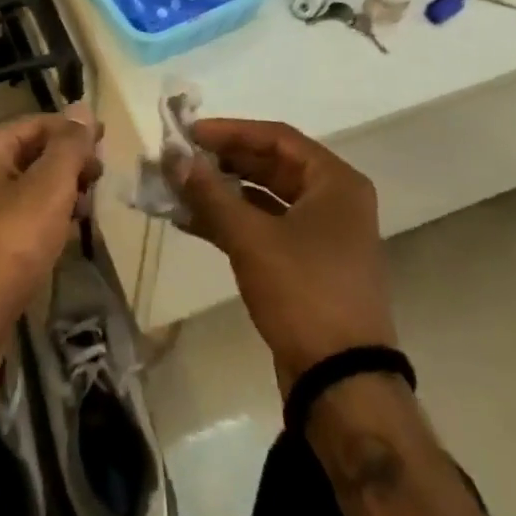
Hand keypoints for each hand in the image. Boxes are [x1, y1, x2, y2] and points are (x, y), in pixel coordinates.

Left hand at [0, 104, 103, 385]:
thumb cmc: (7, 248)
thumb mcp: (48, 190)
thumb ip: (68, 147)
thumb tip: (82, 107)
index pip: (37, 124)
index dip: (74, 131)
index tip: (107, 145)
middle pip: (28, 154)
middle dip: (66, 164)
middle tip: (99, 182)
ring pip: (21, 189)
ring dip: (56, 194)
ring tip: (86, 212)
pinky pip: (11, 220)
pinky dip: (38, 221)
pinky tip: (59, 239)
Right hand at [170, 118, 396, 389]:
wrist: (342, 384)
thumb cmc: (304, 292)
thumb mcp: (251, 237)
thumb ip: (209, 192)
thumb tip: (173, 157)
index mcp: (336, 183)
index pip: (277, 137)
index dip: (231, 131)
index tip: (190, 133)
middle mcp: (334, 202)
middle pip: (271, 166)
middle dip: (223, 163)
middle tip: (181, 160)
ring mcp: (322, 236)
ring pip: (265, 199)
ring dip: (222, 193)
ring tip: (178, 188)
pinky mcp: (308, 266)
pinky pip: (265, 228)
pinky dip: (231, 222)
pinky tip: (192, 221)